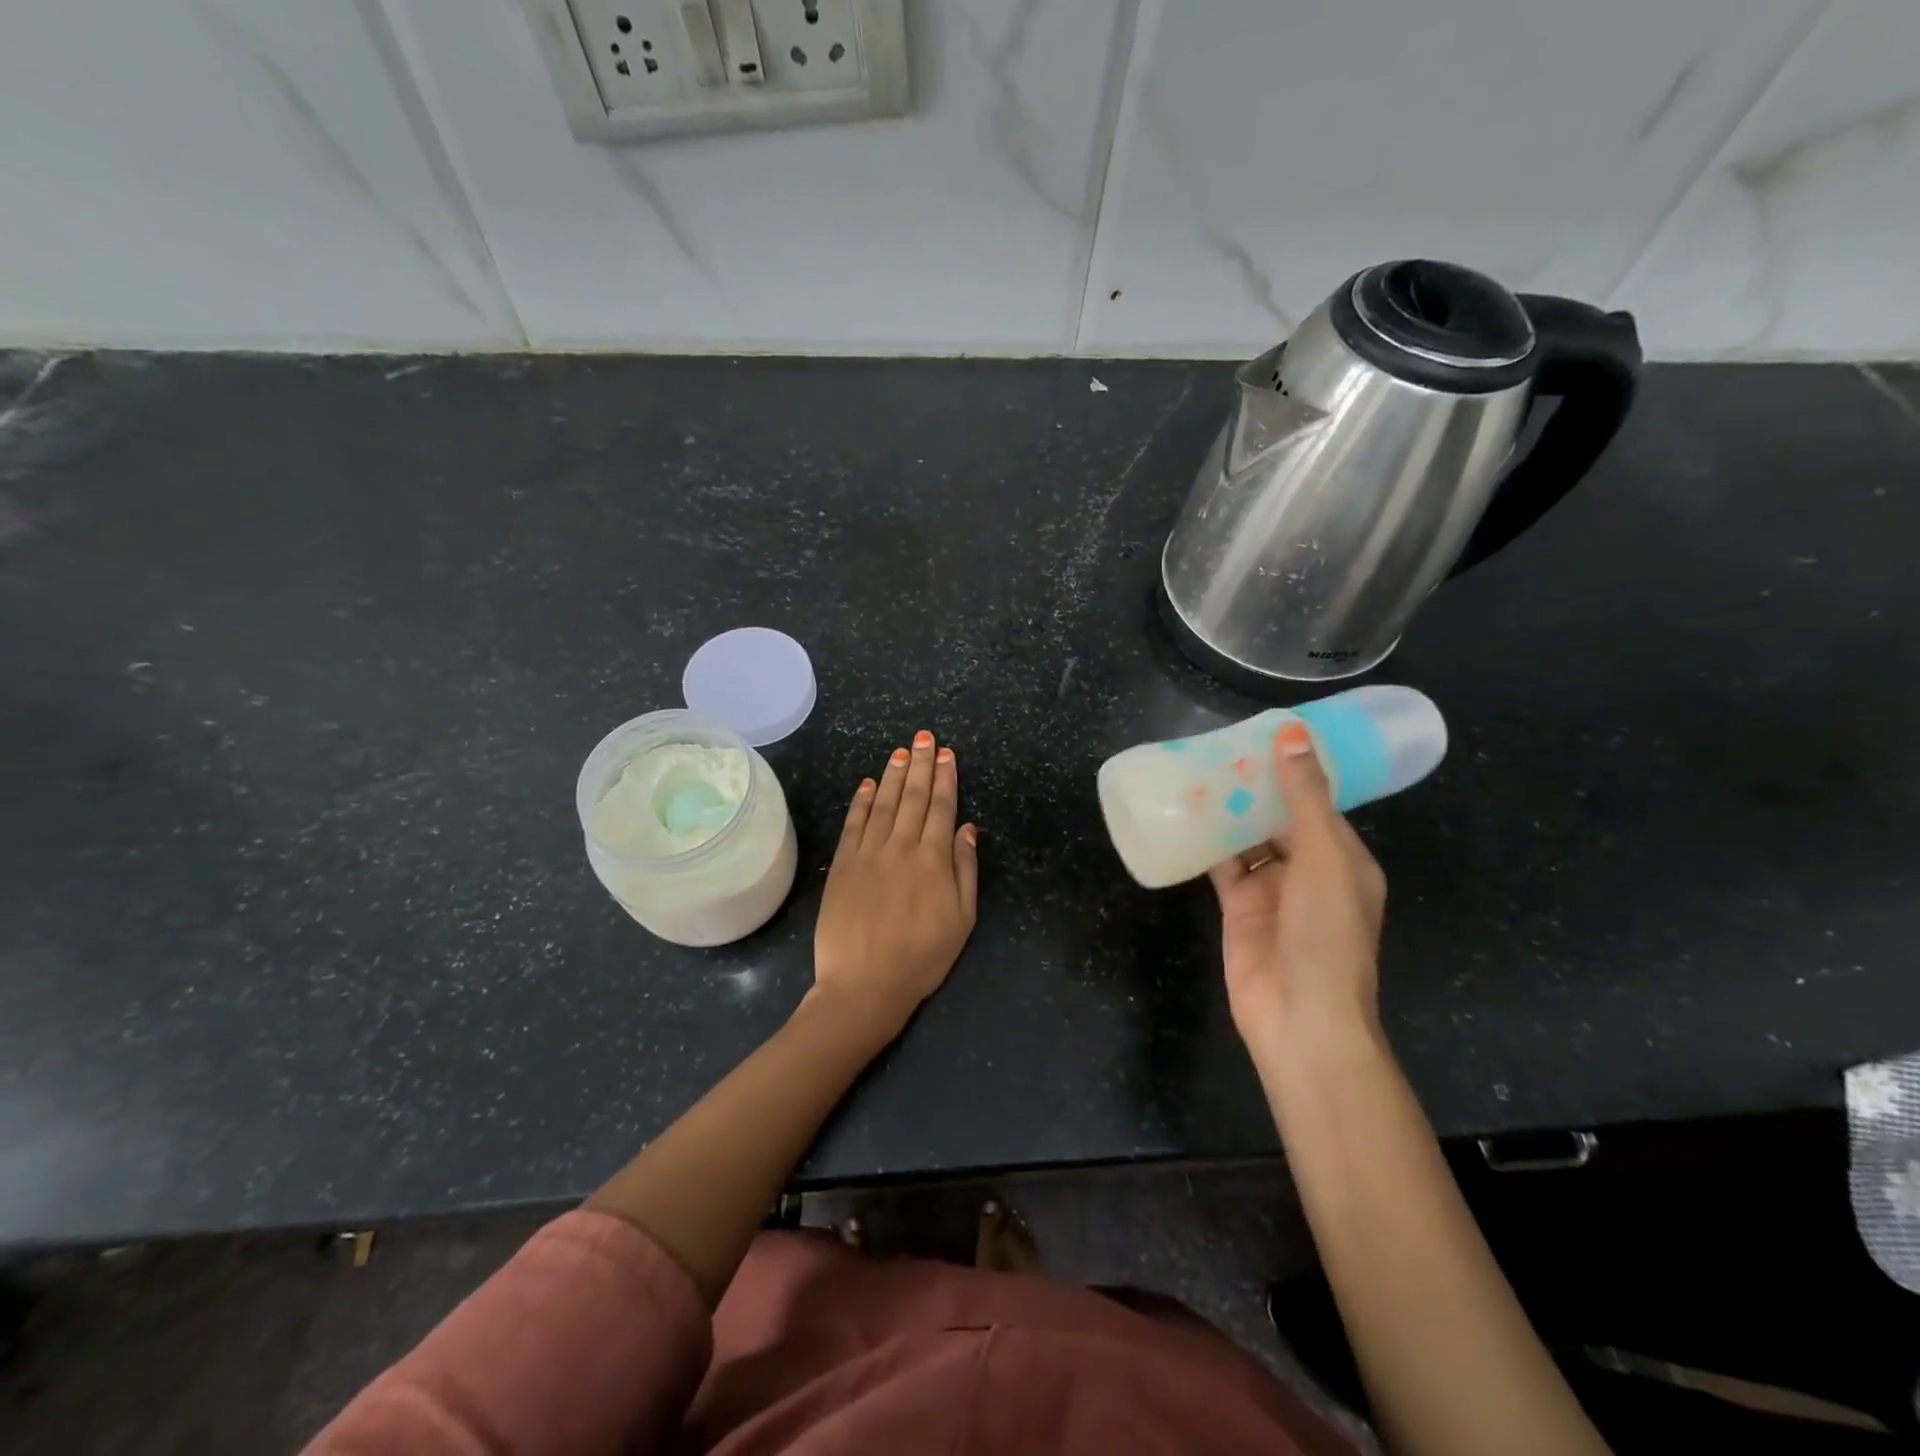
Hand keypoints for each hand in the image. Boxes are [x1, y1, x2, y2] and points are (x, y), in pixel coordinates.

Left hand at [813, 730, 978, 1034]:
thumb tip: (967, 828)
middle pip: (914, 798)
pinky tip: (869, 783)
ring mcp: (868, 854)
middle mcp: (901, 847)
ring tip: (902, 750)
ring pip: (885, 804)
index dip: (946, 779)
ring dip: (895, 774)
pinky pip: (854, 824)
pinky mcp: (843, 865)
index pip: (942, 808)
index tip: (947, 754)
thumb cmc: (922, 958)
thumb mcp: (962, 921)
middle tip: (926, 736)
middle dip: (922, 764)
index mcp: (934, 860)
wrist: (864, 985)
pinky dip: (862, 801)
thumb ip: (965, 871)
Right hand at [1208, 721, 1386, 1053]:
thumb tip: (1293, 736)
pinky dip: (1205, 843)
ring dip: (1226, 812)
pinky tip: (1182, 816)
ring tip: (1195, 771)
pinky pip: (1222, 865)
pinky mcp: (1239, 907)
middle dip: (1252, 788)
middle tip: (1216, 747)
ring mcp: (1272, 890)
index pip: (1317, 803)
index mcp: (1343, 858)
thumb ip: (1304, 799)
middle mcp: (1309, 870)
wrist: (1299, 1017)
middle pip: (1278, 818)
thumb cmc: (1325, 934)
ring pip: (1247, 839)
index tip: (1262, 734)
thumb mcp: (1322, 859)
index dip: (1293, 770)